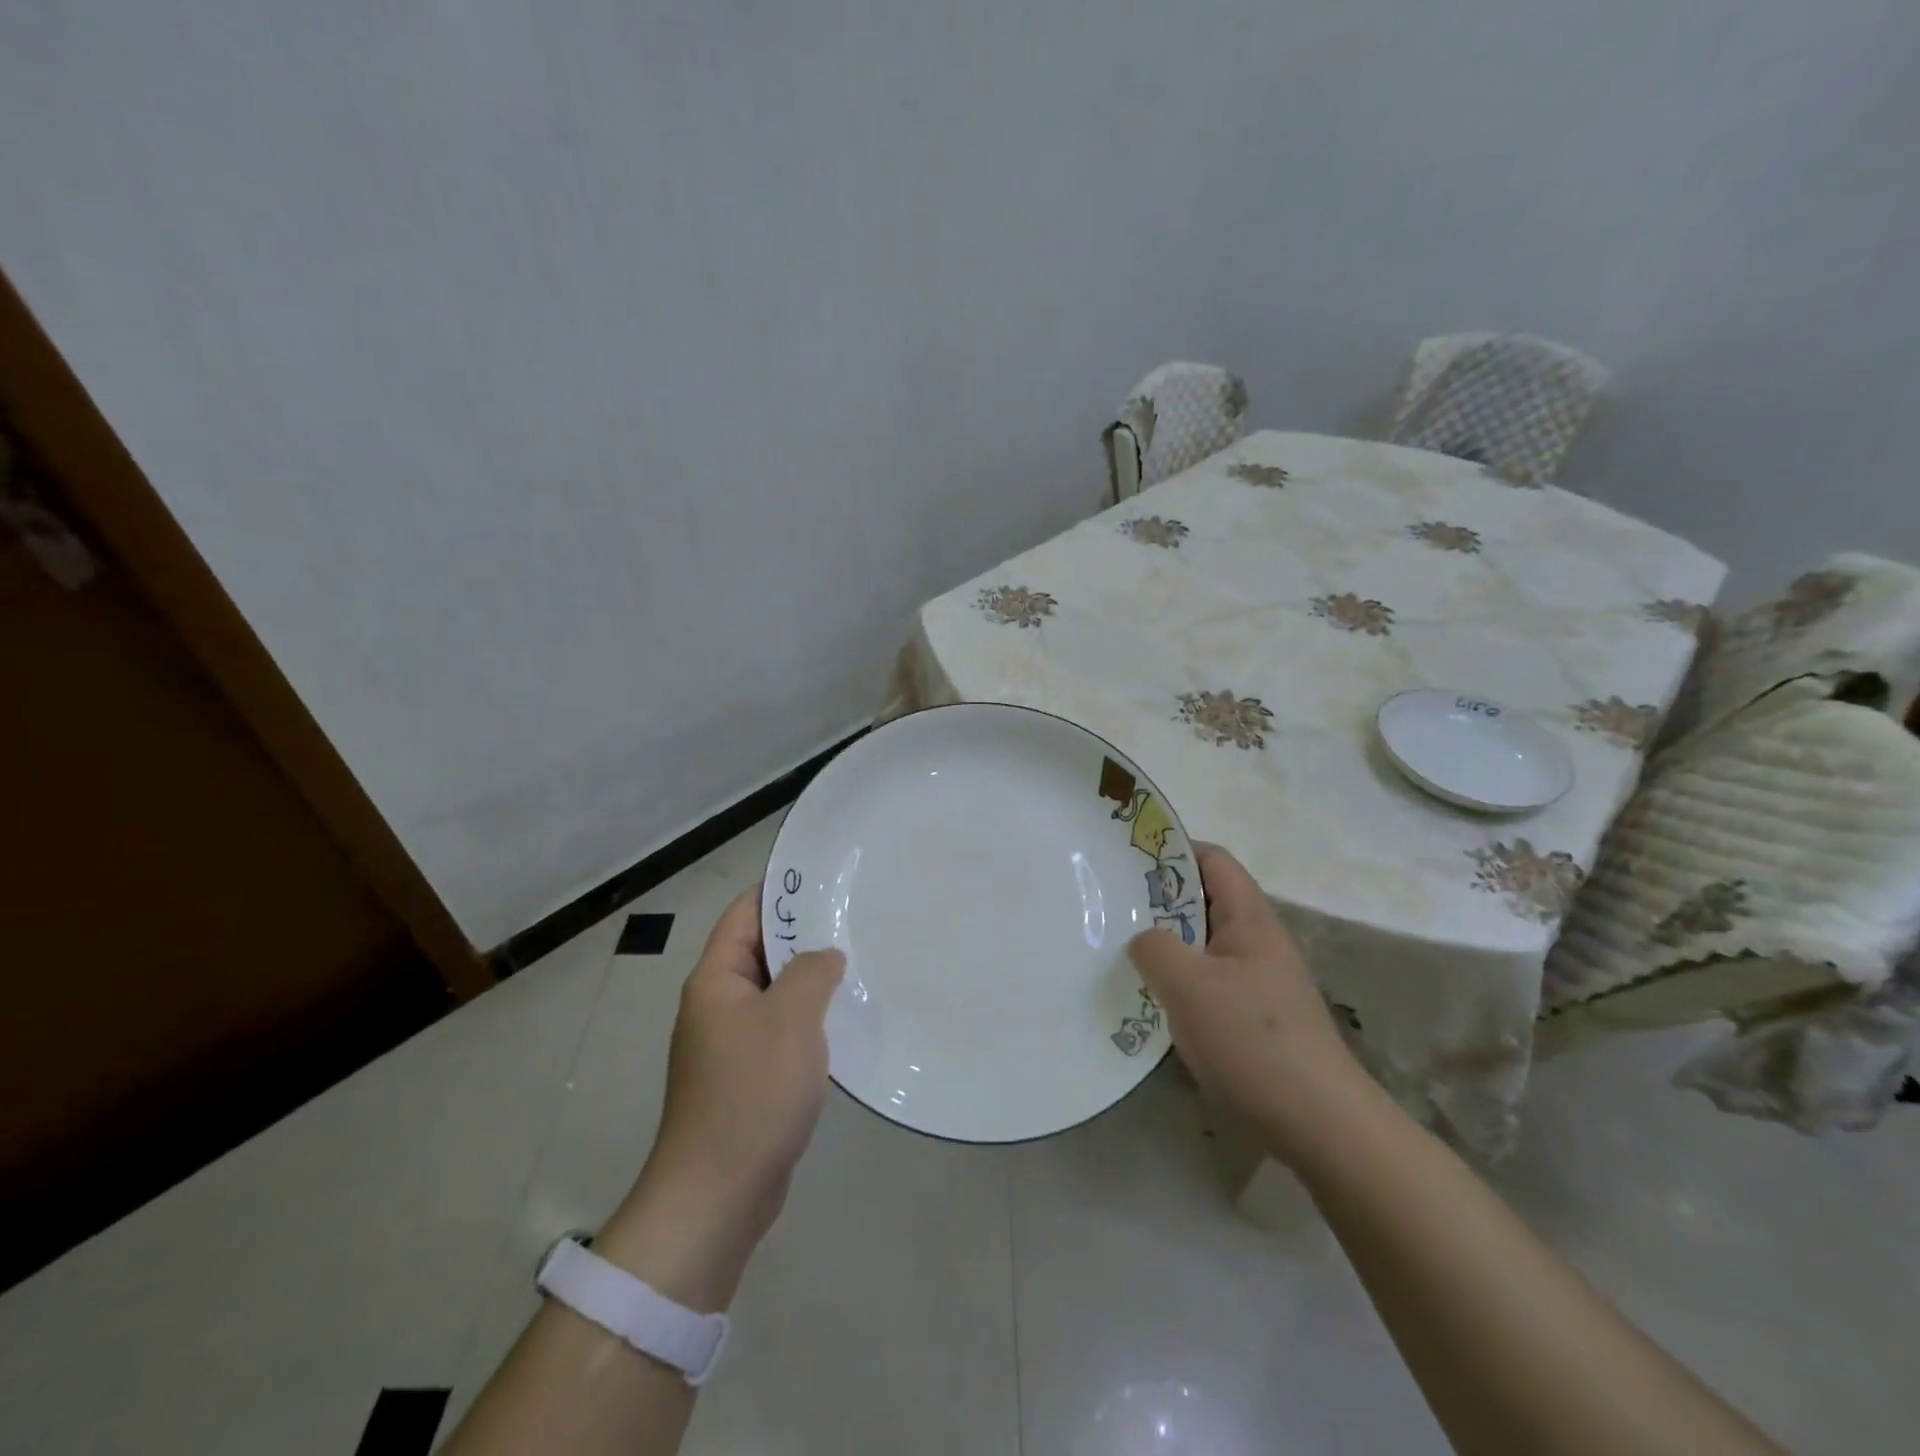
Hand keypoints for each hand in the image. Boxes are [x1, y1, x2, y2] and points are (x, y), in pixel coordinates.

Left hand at [596, 886, 842, 1309]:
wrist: (718, 1195)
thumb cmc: (751, 1092)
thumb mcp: (791, 1018)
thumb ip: (812, 972)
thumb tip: (826, 955)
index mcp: (715, 980)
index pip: (745, 914)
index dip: (780, 891)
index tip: (826, 879)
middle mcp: (718, 1004)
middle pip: (761, 951)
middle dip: (805, 934)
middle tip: (855, 918)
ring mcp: (731, 1043)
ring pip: (776, 992)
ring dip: (811, 979)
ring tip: (860, 961)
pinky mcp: (748, 1077)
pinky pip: (781, 1030)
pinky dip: (809, 1018)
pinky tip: (846, 1018)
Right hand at [1128, 843, 1364, 1162]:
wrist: (1320, 1124)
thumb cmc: (1252, 1040)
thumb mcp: (1190, 986)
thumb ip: (1155, 948)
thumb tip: (1142, 939)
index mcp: (1249, 919)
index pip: (1212, 860)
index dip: (1173, 850)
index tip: (1127, 859)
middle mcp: (1256, 942)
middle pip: (1205, 902)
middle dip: (1158, 901)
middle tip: (1111, 907)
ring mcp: (1257, 983)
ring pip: (1202, 946)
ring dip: (1165, 946)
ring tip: (1119, 952)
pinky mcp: (1253, 1020)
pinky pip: (1207, 984)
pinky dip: (1177, 983)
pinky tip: (1150, 1002)